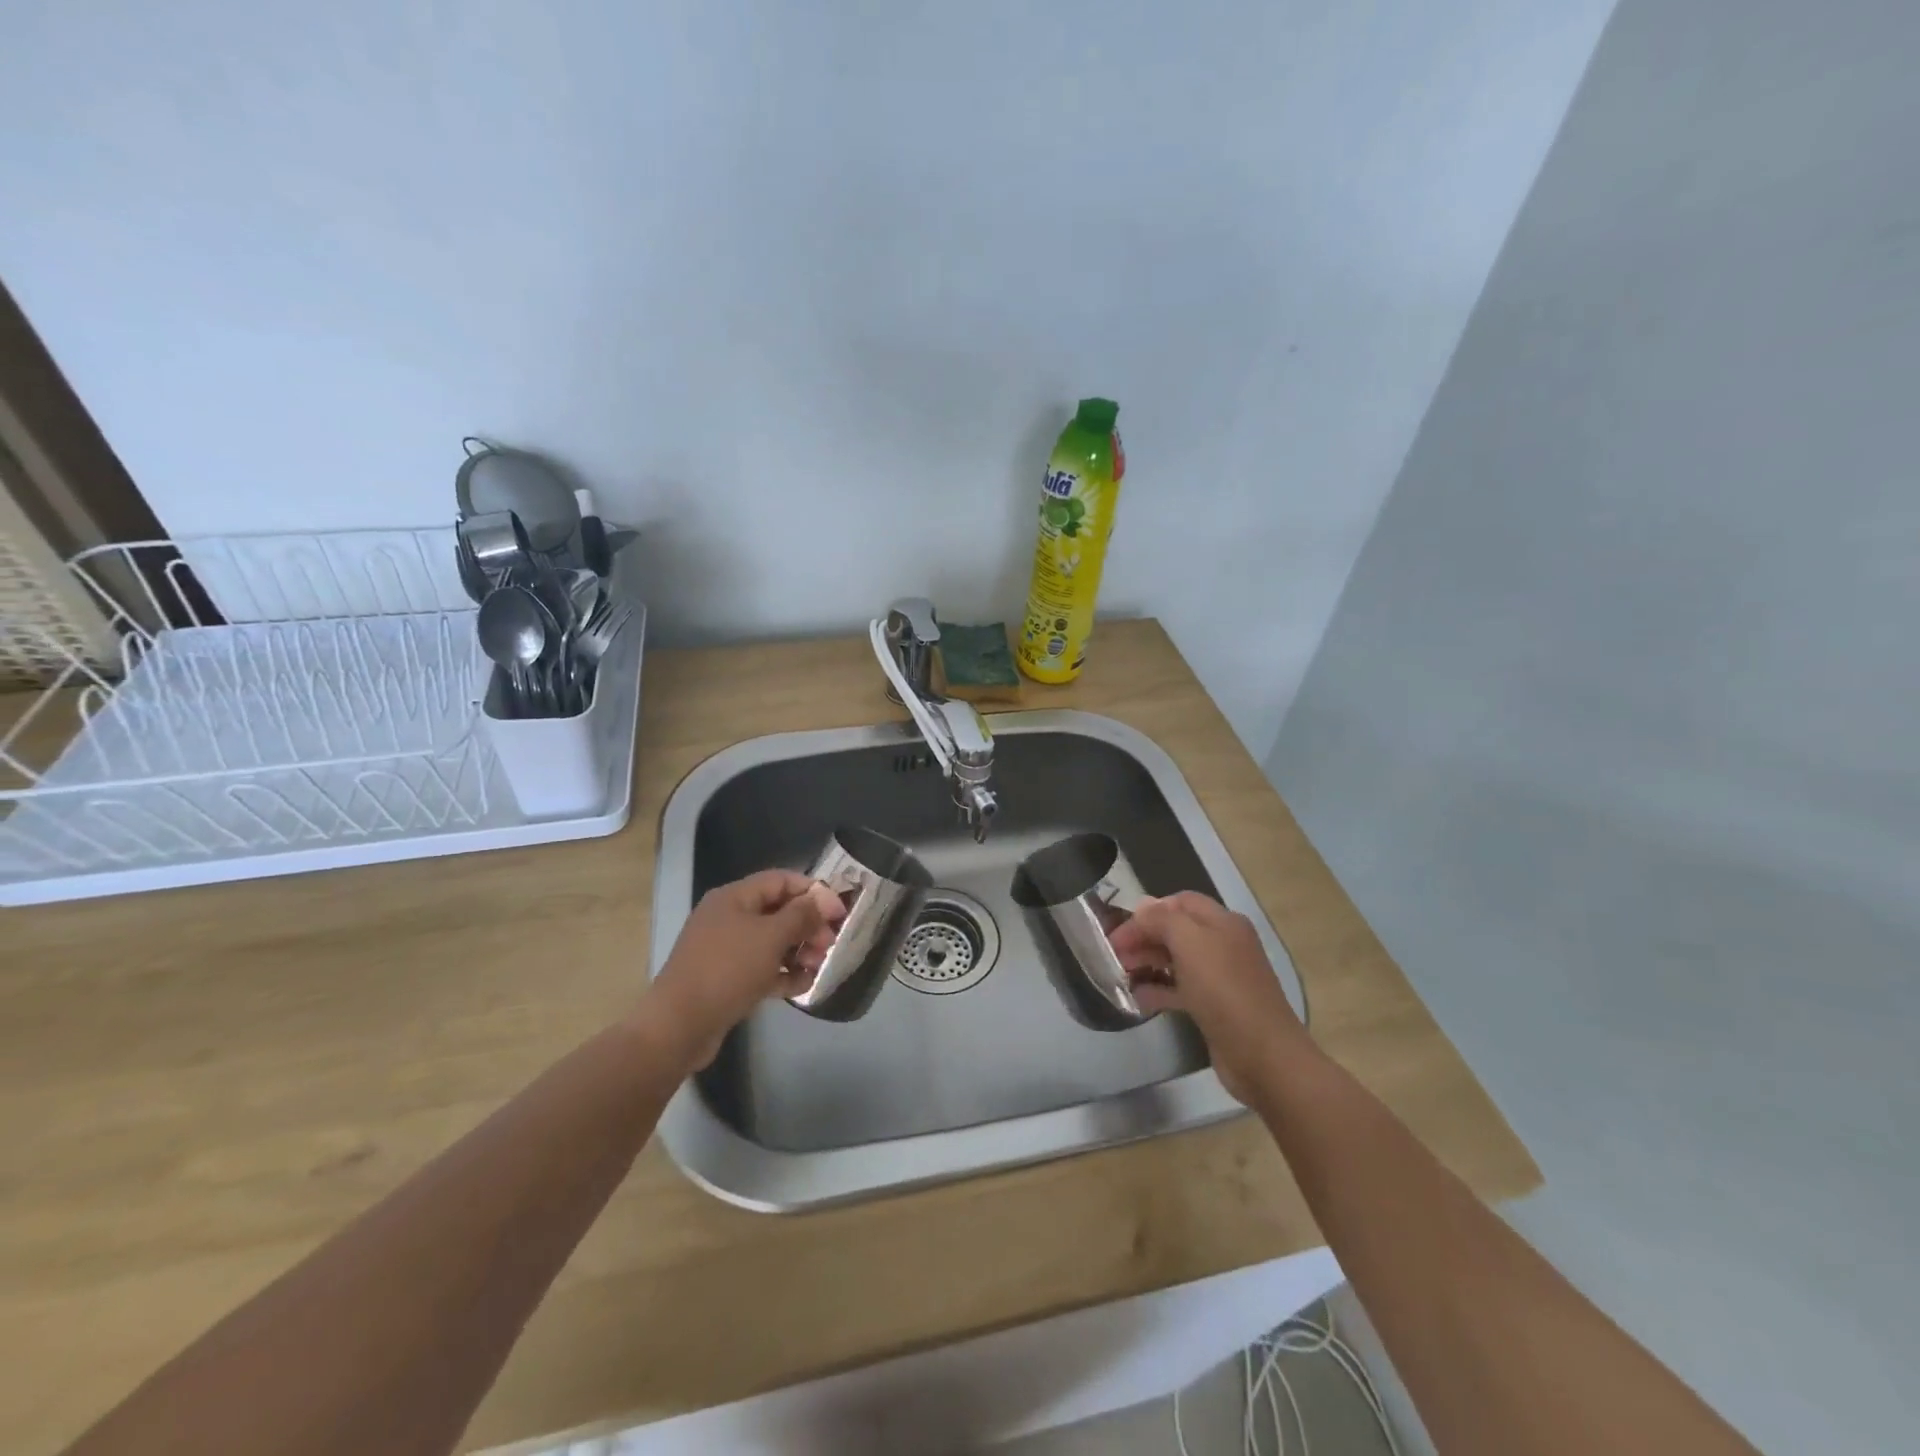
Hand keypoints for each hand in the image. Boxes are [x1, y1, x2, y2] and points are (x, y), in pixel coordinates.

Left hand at [639, 870, 845, 1071]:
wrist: (678, 1026)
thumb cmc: (727, 970)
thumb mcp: (770, 937)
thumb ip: (801, 915)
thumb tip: (823, 900)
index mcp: (734, 897)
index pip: (781, 881)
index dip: (813, 892)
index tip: (839, 912)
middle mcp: (730, 918)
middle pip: (779, 911)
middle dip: (809, 925)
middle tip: (831, 944)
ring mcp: (727, 950)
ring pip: (773, 942)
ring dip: (800, 951)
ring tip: (819, 966)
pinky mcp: (728, 980)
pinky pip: (763, 968)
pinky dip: (784, 974)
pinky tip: (804, 985)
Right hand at [1108, 891, 1307, 1102]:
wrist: (1263, 1055)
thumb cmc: (1224, 990)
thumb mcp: (1190, 943)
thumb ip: (1161, 919)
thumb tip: (1142, 908)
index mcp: (1223, 922)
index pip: (1179, 901)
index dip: (1148, 911)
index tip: (1119, 930)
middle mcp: (1223, 944)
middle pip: (1176, 930)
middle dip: (1144, 937)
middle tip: (1114, 955)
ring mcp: (1221, 977)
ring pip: (1176, 960)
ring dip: (1148, 962)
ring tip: (1121, 974)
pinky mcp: (1215, 1007)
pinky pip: (1181, 989)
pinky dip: (1159, 990)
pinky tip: (1138, 998)